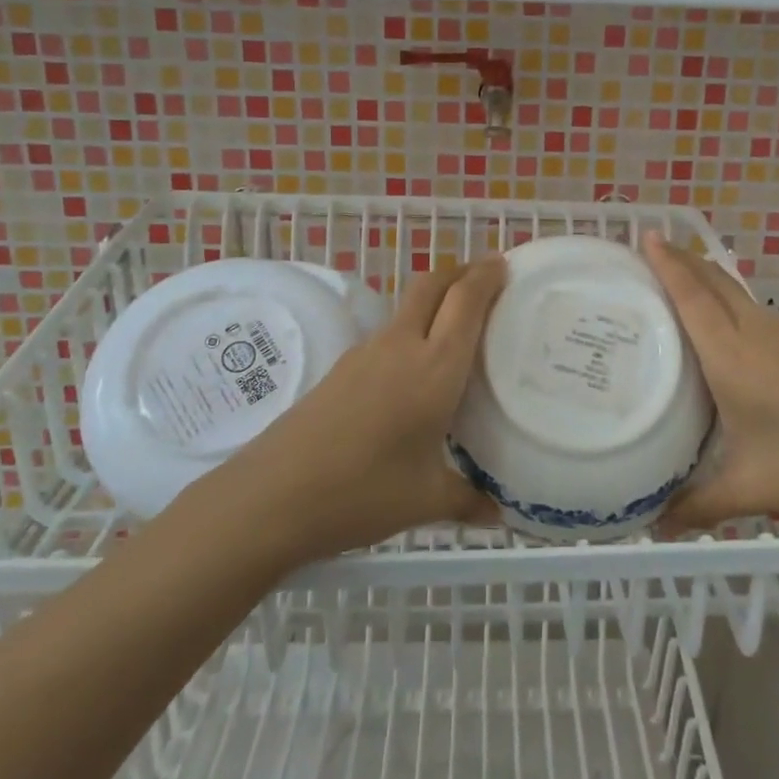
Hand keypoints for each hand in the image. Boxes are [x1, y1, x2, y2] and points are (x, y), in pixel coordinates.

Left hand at [229, 255, 505, 559]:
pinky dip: (413, 331)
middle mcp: (402, 347)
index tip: (505, 264)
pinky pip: (389, 335)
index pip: (466, 302)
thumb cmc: (362, 492)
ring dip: (435, 300)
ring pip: (408, 307)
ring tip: (457, 325)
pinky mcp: (342, 368)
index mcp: (435, 368)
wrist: (273, 495)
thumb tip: (496, 514)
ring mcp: (366, 353)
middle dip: (461, 272)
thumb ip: (467, 500)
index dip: (487, 276)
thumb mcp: (425, 501)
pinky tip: (415, 369)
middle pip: (432, 285)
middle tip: (486, 277)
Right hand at [640, 233, 778, 528]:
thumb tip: (655, 524)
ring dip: (708, 277)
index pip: (692, 297)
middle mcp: (756, 334)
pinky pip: (756, 311)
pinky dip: (732, 302)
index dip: (668, 263)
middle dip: (683, 259)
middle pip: (715, 281)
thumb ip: (698, 504)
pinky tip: (732, 327)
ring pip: (738, 293)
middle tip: (654, 247)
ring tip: (683, 279)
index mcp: (731, 355)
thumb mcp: (750, 487)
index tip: (647, 234)